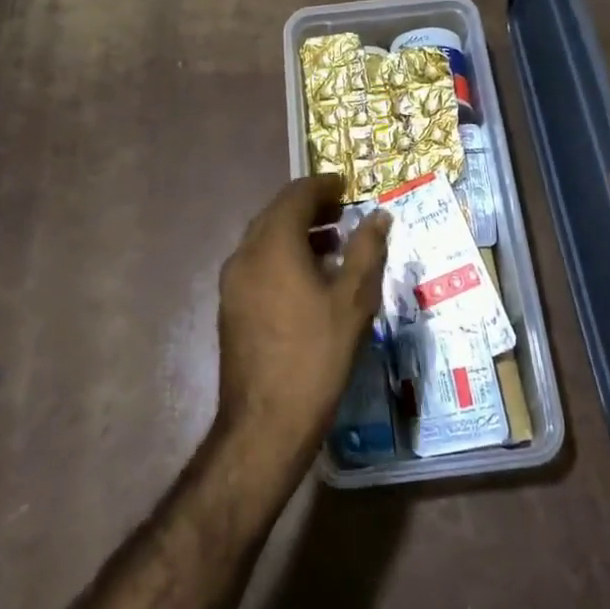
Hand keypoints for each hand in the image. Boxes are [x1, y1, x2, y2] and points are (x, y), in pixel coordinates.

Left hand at [215, 175, 389, 460]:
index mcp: (273, 244)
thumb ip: (367, 250)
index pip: (296, 194)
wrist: (266, 423)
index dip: (323, 185)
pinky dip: (283, 255)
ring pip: (265, 239)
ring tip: (333, 244)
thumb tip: (378, 216)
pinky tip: (309, 278)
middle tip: (343, 212)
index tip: (347, 186)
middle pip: (276, 213)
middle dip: (310, 207)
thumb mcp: (353, 300)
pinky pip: (258, 262)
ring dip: (297, 231)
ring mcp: (232, 281)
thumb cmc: (316, 355)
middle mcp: (245, 254)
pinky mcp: (231, 306)